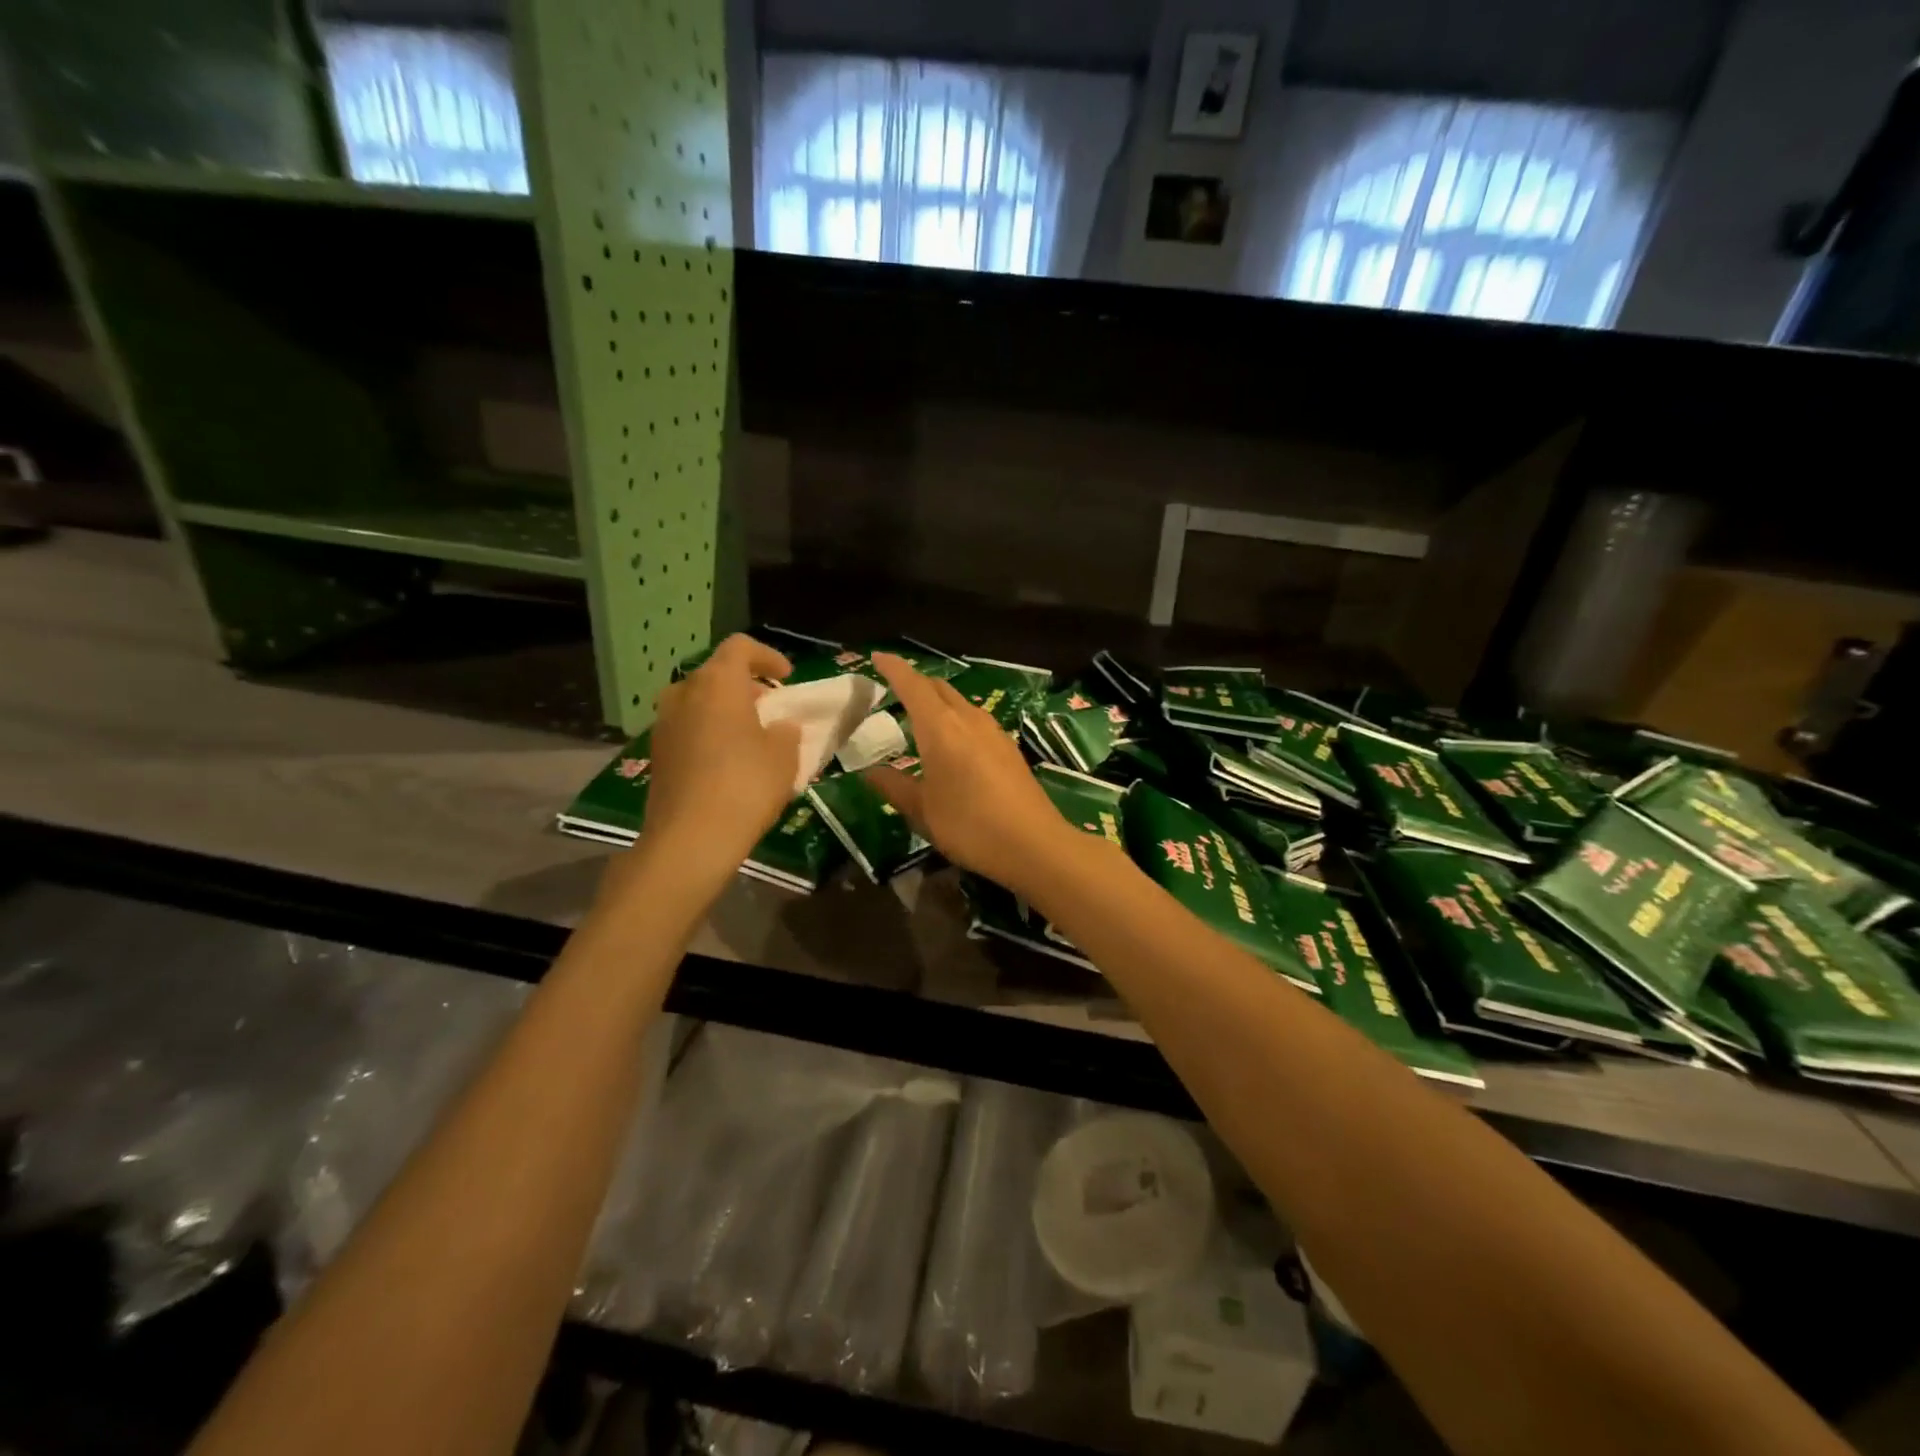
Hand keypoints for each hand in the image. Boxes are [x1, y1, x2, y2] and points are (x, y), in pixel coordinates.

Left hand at [640, 634, 802, 869]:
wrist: (690, 839)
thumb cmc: (745, 785)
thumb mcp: (784, 756)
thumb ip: (786, 731)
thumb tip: (780, 726)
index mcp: (717, 683)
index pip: (740, 647)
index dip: (767, 656)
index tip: (787, 677)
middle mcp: (684, 694)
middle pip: (716, 674)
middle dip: (746, 685)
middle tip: (771, 707)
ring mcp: (664, 724)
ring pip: (699, 702)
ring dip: (725, 710)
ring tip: (751, 735)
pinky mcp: (657, 754)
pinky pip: (688, 728)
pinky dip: (710, 732)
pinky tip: (729, 761)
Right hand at [865, 653, 1082, 897]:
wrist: (1033, 844)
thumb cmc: (969, 825)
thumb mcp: (922, 811)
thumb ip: (894, 786)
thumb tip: (869, 772)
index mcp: (940, 727)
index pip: (912, 684)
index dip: (893, 668)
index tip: (876, 657)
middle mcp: (968, 719)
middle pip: (938, 687)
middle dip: (915, 682)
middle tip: (892, 691)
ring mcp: (993, 731)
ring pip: (959, 702)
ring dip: (937, 702)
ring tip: (919, 718)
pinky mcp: (1008, 747)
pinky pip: (974, 720)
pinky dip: (955, 719)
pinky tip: (952, 743)